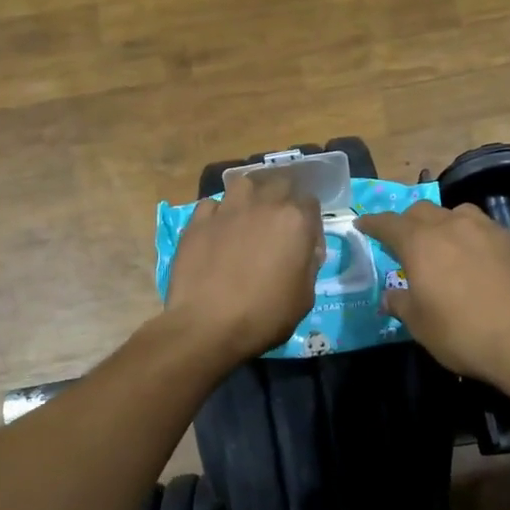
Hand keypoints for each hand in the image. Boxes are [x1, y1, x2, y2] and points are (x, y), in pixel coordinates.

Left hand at [166, 173, 323, 363]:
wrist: (208, 326)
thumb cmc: (265, 316)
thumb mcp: (305, 297)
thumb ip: (309, 265)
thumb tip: (303, 252)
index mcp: (295, 221)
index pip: (311, 203)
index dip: (310, 224)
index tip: (305, 246)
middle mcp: (263, 205)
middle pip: (279, 183)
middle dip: (282, 199)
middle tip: (277, 226)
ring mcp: (227, 210)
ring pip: (243, 184)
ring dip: (250, 196)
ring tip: (247, 217)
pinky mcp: (198, 221)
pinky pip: (211, 204)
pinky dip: (217, 213)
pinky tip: (217, 231)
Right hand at [359, 201, 509, 387]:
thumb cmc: (463, 334)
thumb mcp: (420, 325)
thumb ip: (401, 303)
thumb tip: (391, 296)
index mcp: (422, 242)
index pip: (389, 223)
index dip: (373, 223)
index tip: (363, 225)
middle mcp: (454, 226)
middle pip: (423, 211)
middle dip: (408, 222)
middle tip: (403, 241)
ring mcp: (490, 231)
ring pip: (459, 214)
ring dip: (445, 224)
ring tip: (445, 245)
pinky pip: (488, 232)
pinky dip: (475, 241)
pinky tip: (481, 263)